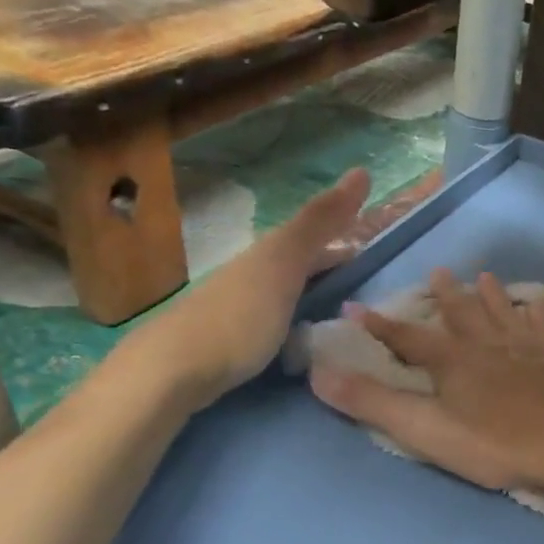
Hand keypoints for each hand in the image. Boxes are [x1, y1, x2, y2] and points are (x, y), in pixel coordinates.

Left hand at [121, 168, 369, 411]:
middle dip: (329, 264)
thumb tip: (361, 170)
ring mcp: (238, 310)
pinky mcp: (231, 344)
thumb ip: (319, 223)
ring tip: (344, 312)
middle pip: (298, 262)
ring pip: (286, 292)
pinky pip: (276, 322)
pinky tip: (304, 341)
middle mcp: (251, 275)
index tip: (374, 243)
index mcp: (267, 254)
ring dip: (314, 294)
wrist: (170, 373)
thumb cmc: (238, 317)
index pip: (313, 235)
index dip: (343, 233)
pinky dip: (297, 322)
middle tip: (366, 278)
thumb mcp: (284, 263)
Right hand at [310, 269, 543, 494]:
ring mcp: (527, 347)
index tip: (355, 307)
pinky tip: (540, 302)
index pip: (407, 338)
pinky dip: (540, 312)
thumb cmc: (494, 443)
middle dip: (445, 296)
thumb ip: (373, 403)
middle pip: (461, 314)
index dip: (379, 325)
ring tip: (484, 276)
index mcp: (452, 361)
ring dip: (491, 295)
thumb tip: (320, 374)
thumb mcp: (425, 430)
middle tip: (438, 272)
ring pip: (503, 312)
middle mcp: (487, 344)